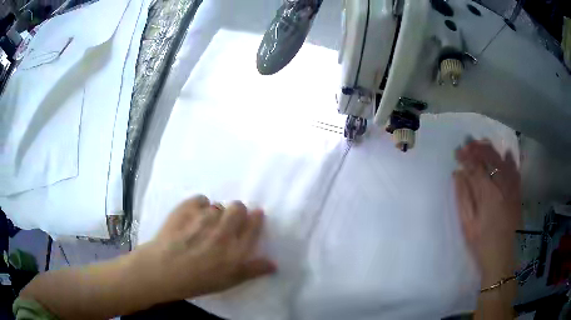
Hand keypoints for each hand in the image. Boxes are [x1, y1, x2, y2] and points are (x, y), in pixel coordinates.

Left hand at [132, 195, 275, 301]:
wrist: (163, 270)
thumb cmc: (197, 280)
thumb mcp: (229, 281)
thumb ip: (253, 270)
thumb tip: (274, 264)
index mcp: (236, 249)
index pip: (254, 224)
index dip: (256, 218)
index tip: (254, 216)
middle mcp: (223, 230)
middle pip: (238, 207)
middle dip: (237, 212)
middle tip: (227, 223)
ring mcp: (204, 217)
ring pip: (218, 204)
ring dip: (216, 212)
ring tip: (205, 224)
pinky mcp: (186, 208)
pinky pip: (201, 199)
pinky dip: (199, 206)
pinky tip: (192, 217)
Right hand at [454, 140, 521, 286]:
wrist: (503, 259)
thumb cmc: (482, 245)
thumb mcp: (468, 225)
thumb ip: (463, 197)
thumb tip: (458, 174)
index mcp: (487, 193)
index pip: (476, 167)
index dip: (466, 157)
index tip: (457, 151)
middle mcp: (502, 185)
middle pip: (490, 159)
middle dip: (478, 148)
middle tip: (468, 142)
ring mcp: (512, 188)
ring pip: (503, 161)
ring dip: (492, 150)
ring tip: (483, 143)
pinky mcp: (518, 194)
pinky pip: (515, 171)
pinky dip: (510, 160)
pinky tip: (507, 154)